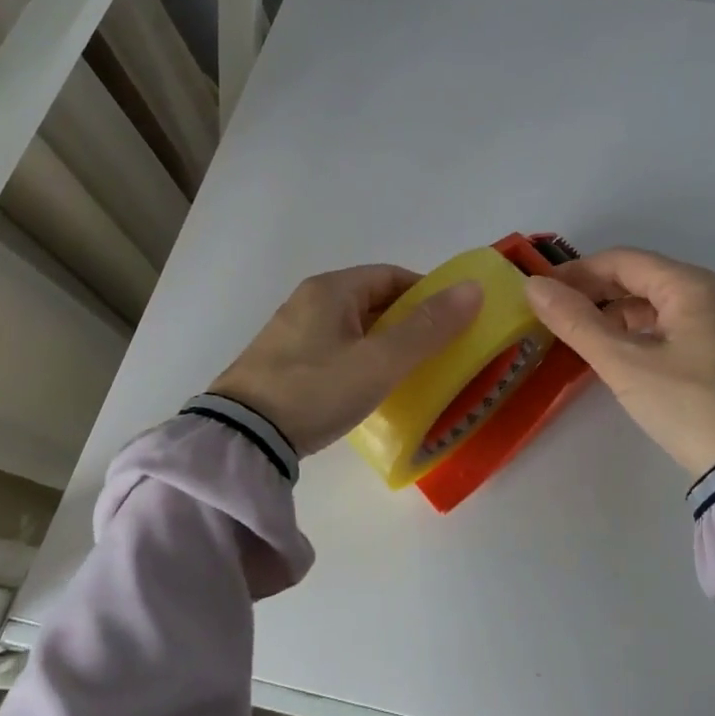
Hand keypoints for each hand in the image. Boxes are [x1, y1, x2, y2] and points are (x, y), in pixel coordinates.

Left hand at [212, 265, 483, 454]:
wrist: (241, 439)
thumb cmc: (316, 390)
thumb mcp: (379, 362)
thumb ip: (428, 328)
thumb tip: (473, 289)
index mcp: (331, 289)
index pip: (391, 276)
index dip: (427, 293)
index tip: (453, 321)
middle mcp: (309, 301)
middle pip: (373, 300)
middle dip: (408, 321)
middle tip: (438, 352)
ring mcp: (292, 332)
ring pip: (354, 327)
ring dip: (385, 343)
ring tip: (409, 373)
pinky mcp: (282, 362)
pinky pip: (335, 349)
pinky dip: (360, 359)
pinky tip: (369, 387)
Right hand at [524, 247, 714, 477]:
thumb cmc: (686, 405)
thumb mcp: (624, 364)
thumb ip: (576, 322)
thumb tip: (533, 287)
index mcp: (690, 285)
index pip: (622, 261)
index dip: (576, 272)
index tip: (540, 291)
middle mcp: (706, 293)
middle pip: (638, 277)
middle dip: (593, 291)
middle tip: (552, 312)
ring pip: (651, 302)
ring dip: (612, 311)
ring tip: (576, 332)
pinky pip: (665, 324)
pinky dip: (634, 330)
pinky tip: (612, 349)